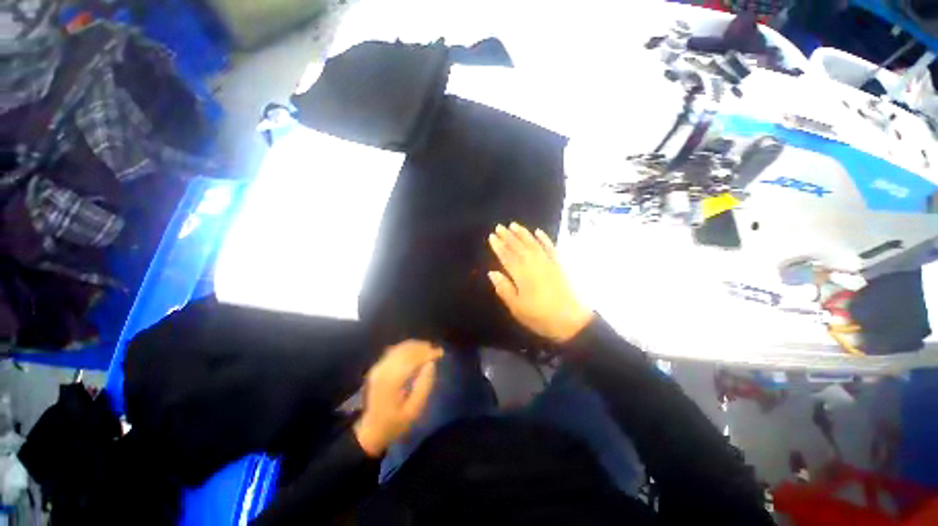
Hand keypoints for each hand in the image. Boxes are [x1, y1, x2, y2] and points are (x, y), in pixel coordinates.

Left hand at [354, 341, 442, 456]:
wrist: (371, 430)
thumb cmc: (395, 423)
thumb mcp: (414, 410)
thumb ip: (424, 386)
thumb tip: (431, 364)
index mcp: (391, 381)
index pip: (412, 359)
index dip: (427, 353)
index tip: (441, 353)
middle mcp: (383, 369)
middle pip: (405, 350)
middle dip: (423, 348)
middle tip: (437, 350)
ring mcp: (378, 367)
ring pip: (400, 348)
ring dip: (416, 346)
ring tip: (429, 349)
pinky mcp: (378, 367)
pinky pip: (394, 351)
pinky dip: (407, 348)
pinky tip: (416, 352)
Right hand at [488, 223, 593, 342]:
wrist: (572, 321)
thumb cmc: (540, 317)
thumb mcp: (517, 307)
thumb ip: (504, 288)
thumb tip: (492, 273)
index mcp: (521, 275)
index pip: (507, 256)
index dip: (498, 246)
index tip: (492, 236)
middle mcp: (534, 264)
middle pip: (518, 247)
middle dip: (508, 236)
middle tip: (499, 227)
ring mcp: (548, 262)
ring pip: (533, 244)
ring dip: (523, 234)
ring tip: (514, 225)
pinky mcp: (559, 264)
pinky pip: (551, 247)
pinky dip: (544, 239)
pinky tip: (538, 232)